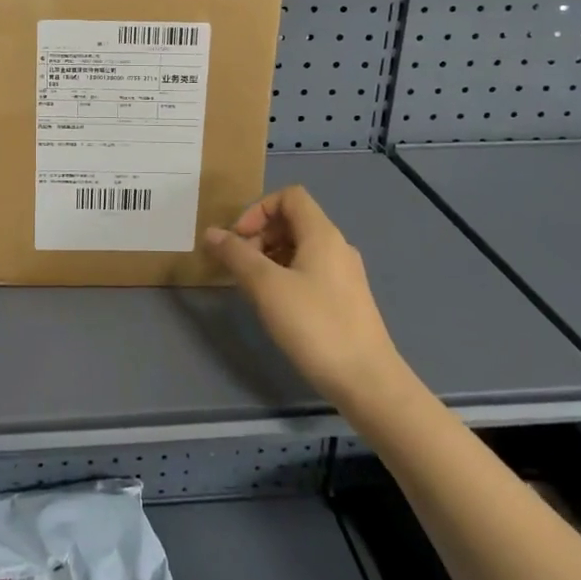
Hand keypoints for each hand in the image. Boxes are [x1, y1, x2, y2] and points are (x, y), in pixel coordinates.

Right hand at [204, 185, 411, 407]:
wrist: (369, 382)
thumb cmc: (315, 326)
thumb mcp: (266, 287)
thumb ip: (236, 255)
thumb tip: (211, 233)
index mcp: (322, 234)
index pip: (289, 196)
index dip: (258, 209)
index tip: (239, 238)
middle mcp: (337, 246)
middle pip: (293, 220)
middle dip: (260, 234)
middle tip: (240, 264)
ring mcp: (345, 274)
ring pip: (301, 247)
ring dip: (271, 256)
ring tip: (253, 286)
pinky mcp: (346, 300)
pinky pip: (310, 270)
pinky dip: (287, 275)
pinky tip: (276, 305)